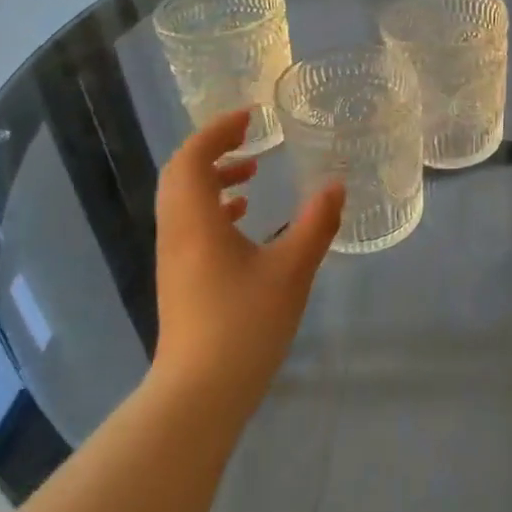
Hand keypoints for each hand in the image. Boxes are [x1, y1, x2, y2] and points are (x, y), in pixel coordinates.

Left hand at [150, 110, 343, 430]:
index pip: (192, 158)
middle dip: (214, 149)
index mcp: (195, 221)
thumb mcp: (292, 269)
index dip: (217, 130)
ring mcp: (174, 258)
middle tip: (250, 139)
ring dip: (214, 178)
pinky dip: (214, 207)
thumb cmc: (244, 324)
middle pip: (181, 175)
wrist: (200, 394)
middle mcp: (177, 232)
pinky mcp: (181, 279)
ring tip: (252, 174)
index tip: (250, 117)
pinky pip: (190, 224)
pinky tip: (245, 219)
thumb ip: (315, 223)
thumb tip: (336, 185)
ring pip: (184, 200)